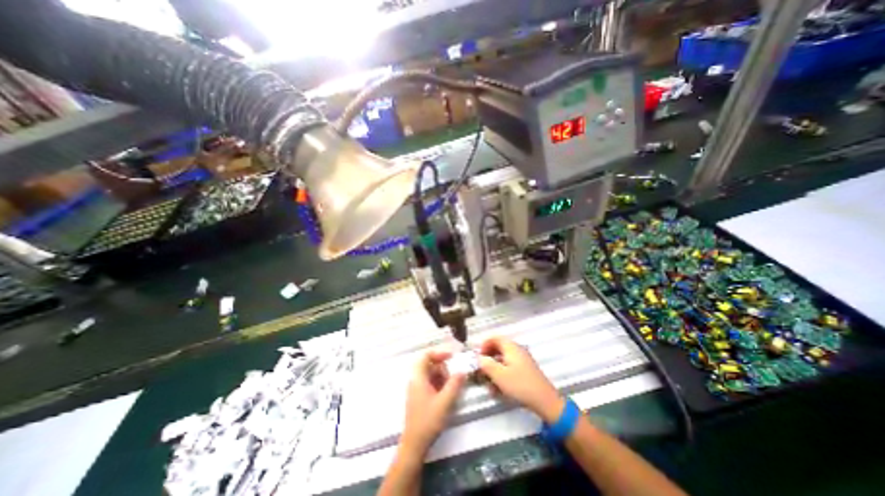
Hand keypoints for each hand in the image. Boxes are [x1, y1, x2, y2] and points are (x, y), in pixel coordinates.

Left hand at [405, 348, 468, 453]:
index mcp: (418, 377)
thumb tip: (462, 371)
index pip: (426, 355)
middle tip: (453, 378)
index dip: (439, 353)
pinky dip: (439, 384)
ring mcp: (416, 388)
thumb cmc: (428, 421)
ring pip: (430, 374)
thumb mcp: (445, 401)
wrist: (414, 445)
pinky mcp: (419, 397)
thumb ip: (454, 384)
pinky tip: (446, 395)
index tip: (452, 357)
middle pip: (429, 364)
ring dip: (442, 377)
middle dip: (443, 368)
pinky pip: (430, 383)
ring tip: (451, 388)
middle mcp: (415, 380)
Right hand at [481, 336, 562, 424]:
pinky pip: (509, 367)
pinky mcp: (525, 370)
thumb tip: (479, 358)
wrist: (545, 401)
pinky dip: (502, 374)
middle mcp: (517, 350)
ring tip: (489, 384)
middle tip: (481, 370)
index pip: (494, 337)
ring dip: (494, 369)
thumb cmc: (520, 385)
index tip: (478, 357)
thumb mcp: (499, 375)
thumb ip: (486, 364)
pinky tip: (498, 389)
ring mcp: (522, 360)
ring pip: (503, 359)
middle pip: (498, 348)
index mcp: (511, 347)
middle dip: (488, 358)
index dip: (484, 345)